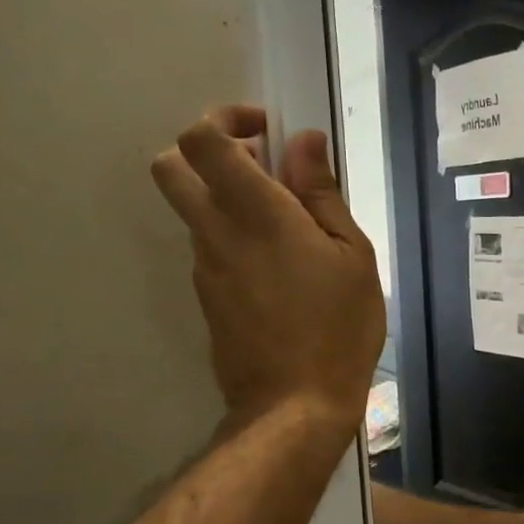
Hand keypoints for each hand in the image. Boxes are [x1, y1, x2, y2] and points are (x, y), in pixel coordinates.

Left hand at [152, 108, 384, 430]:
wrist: (295, 404)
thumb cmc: (339, 326)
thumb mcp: (353, 256)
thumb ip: (322, 194)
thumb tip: (302, 141)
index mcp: (256, 214)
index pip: (202, 141)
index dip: (225, 120)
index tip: (266, 133)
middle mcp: (216, 233)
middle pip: (171, 167)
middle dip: (206, 152)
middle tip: (260, 169)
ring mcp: (205, 269)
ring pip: (194, 211)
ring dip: (228, 201)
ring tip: (290, 231)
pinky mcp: (206, 299)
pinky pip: (211, 250)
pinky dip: (234, 240)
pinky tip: (282, 272)